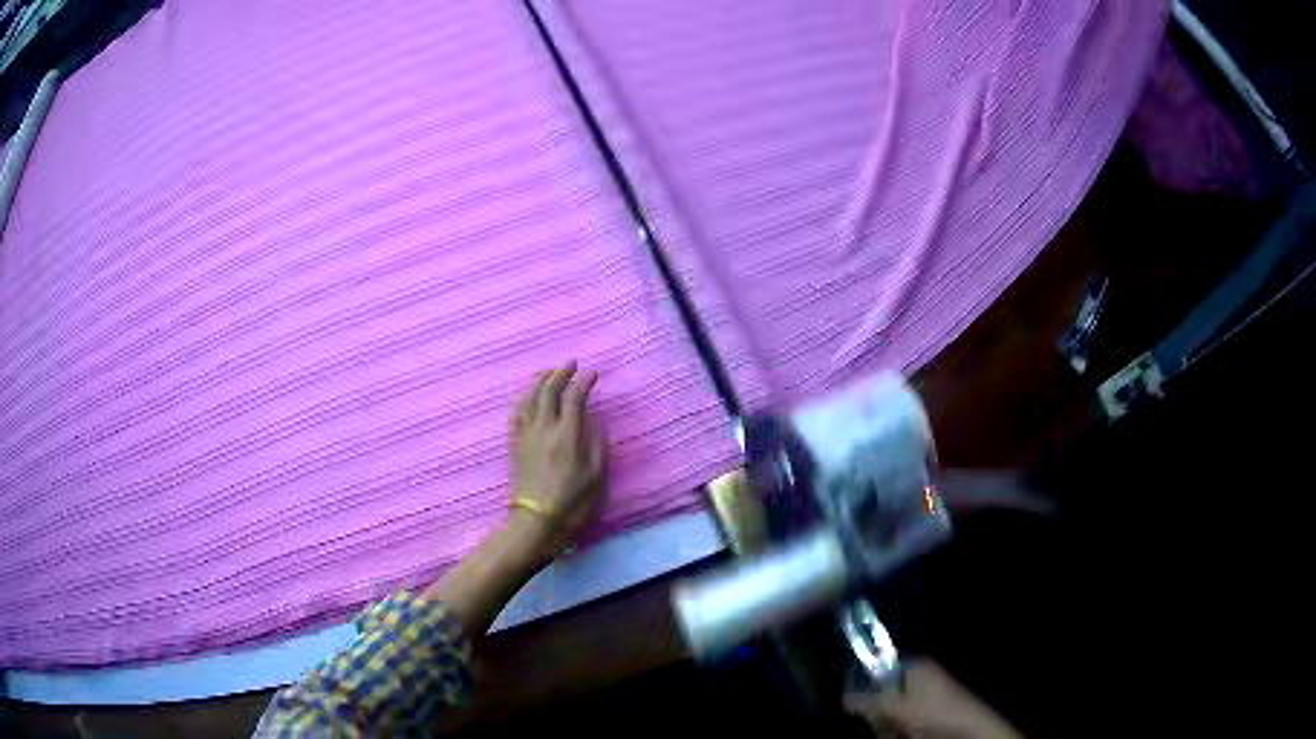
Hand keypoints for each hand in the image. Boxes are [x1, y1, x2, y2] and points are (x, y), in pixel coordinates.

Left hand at [508, 361, 607, 562]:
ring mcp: (526, 435)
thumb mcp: (596, 475)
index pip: (574, 397)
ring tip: (549, 372)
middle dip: (561, 372)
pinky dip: (524, 398)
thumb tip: (593, 420)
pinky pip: (517, 413)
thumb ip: (597, 443)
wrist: (537, 521)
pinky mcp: (515, 444)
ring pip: (530, 397)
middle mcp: (544, 428)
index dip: (584, 382)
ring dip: (540, 380)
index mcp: (567, 435)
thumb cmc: (573, 502)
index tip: (593, 374)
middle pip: (549, 390)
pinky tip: (528, 396)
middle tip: (571, 364)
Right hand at [844, 660, 1022, 738]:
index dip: (863, 678)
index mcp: (914, 665)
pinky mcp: (925, 716)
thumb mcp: (897, 706)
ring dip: (885, 724)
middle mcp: (917, 678)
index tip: (852, 698)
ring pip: (887, 712)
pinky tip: (903, 735)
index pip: (879, 663)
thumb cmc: (934, 711)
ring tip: (898, 731)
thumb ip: (869, 700)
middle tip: (881, 720)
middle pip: (879, 691)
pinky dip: (896, 731)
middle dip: (876, 709)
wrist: (969, 731)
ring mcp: (922, 698)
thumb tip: (843, 696)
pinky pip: (899, 723)